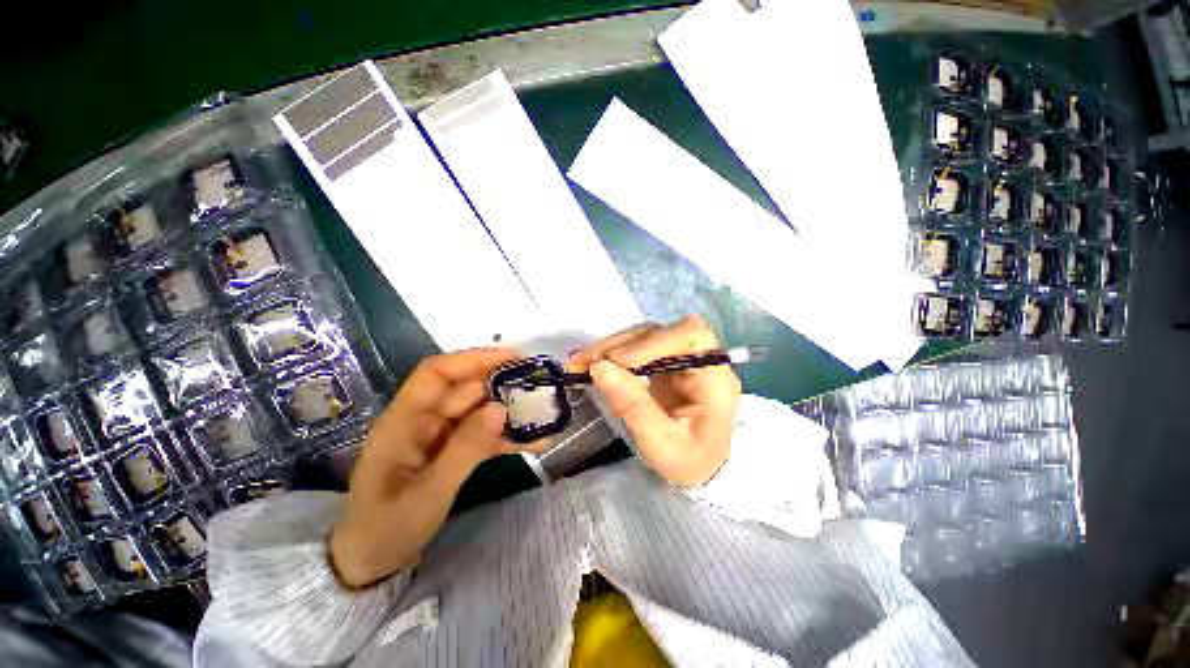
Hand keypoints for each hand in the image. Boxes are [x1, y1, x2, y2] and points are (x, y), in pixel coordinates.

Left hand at [330, 348, 517, 587]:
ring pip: (477, 410)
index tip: (512, 357)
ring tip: (542, 414)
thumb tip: (501, 408)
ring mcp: (437, 436)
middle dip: (501, 384)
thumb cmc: (387, 529)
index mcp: (403, 421)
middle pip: (464, 389)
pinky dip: (504, 435)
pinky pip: (480, 434)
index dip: (473, 359)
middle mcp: (421, 420)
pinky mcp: (449, 451)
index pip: (437, 373)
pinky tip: (531, 442)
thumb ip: (465, 449)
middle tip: (538, 386)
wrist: (370, 564)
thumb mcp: (429, 493)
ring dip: (508, 411)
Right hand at [568, 316, 741, 487]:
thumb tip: (599, 367)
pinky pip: (636, 348)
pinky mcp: (664, 362)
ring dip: (610, 347)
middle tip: (583, 362)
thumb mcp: (661, 444)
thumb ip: (633, 406)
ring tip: (579, 363)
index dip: (653, 341)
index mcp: (715, 378)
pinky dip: (612, 354)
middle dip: (619, 345)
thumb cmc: (689, 461)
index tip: (618, 361)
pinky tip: (591, 362)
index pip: (691, 336)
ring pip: (643, 336)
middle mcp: (699, 359)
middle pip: (660, 332)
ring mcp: (680, 358)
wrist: (700, 468)